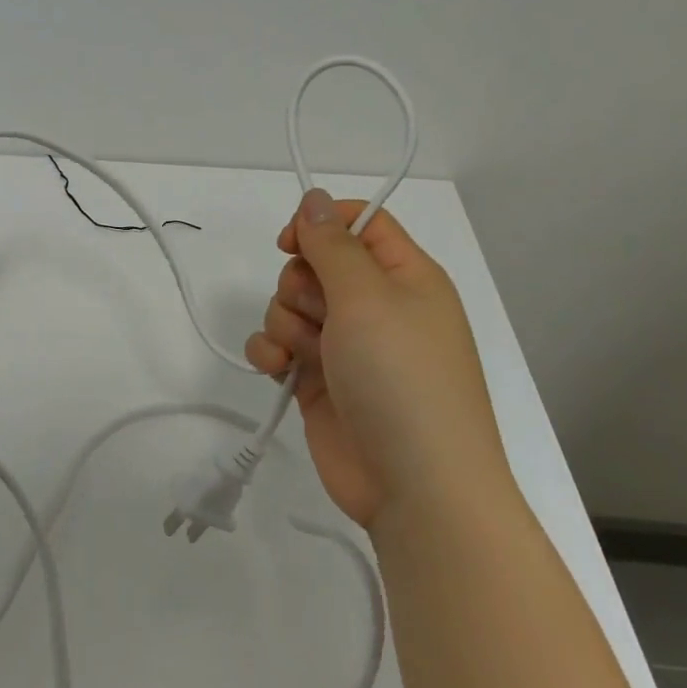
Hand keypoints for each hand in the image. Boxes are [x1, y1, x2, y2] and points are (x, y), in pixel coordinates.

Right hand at [245, 188, 511, 529]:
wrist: (415, 487)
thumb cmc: (401, 378)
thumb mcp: (368, 298)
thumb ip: (333, 245)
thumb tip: (314, 199)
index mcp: (405, 277)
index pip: (359, 223)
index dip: (320, 224)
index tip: (291, 241)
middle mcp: (375, 306)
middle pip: (315, 264)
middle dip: (300, 284)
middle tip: (317, 313)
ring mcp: (345, 345)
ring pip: (290, 304)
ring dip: (284, 322)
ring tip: (303, 353)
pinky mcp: (317, 379)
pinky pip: (279, 345)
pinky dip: (271, 351)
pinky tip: (277, 368)